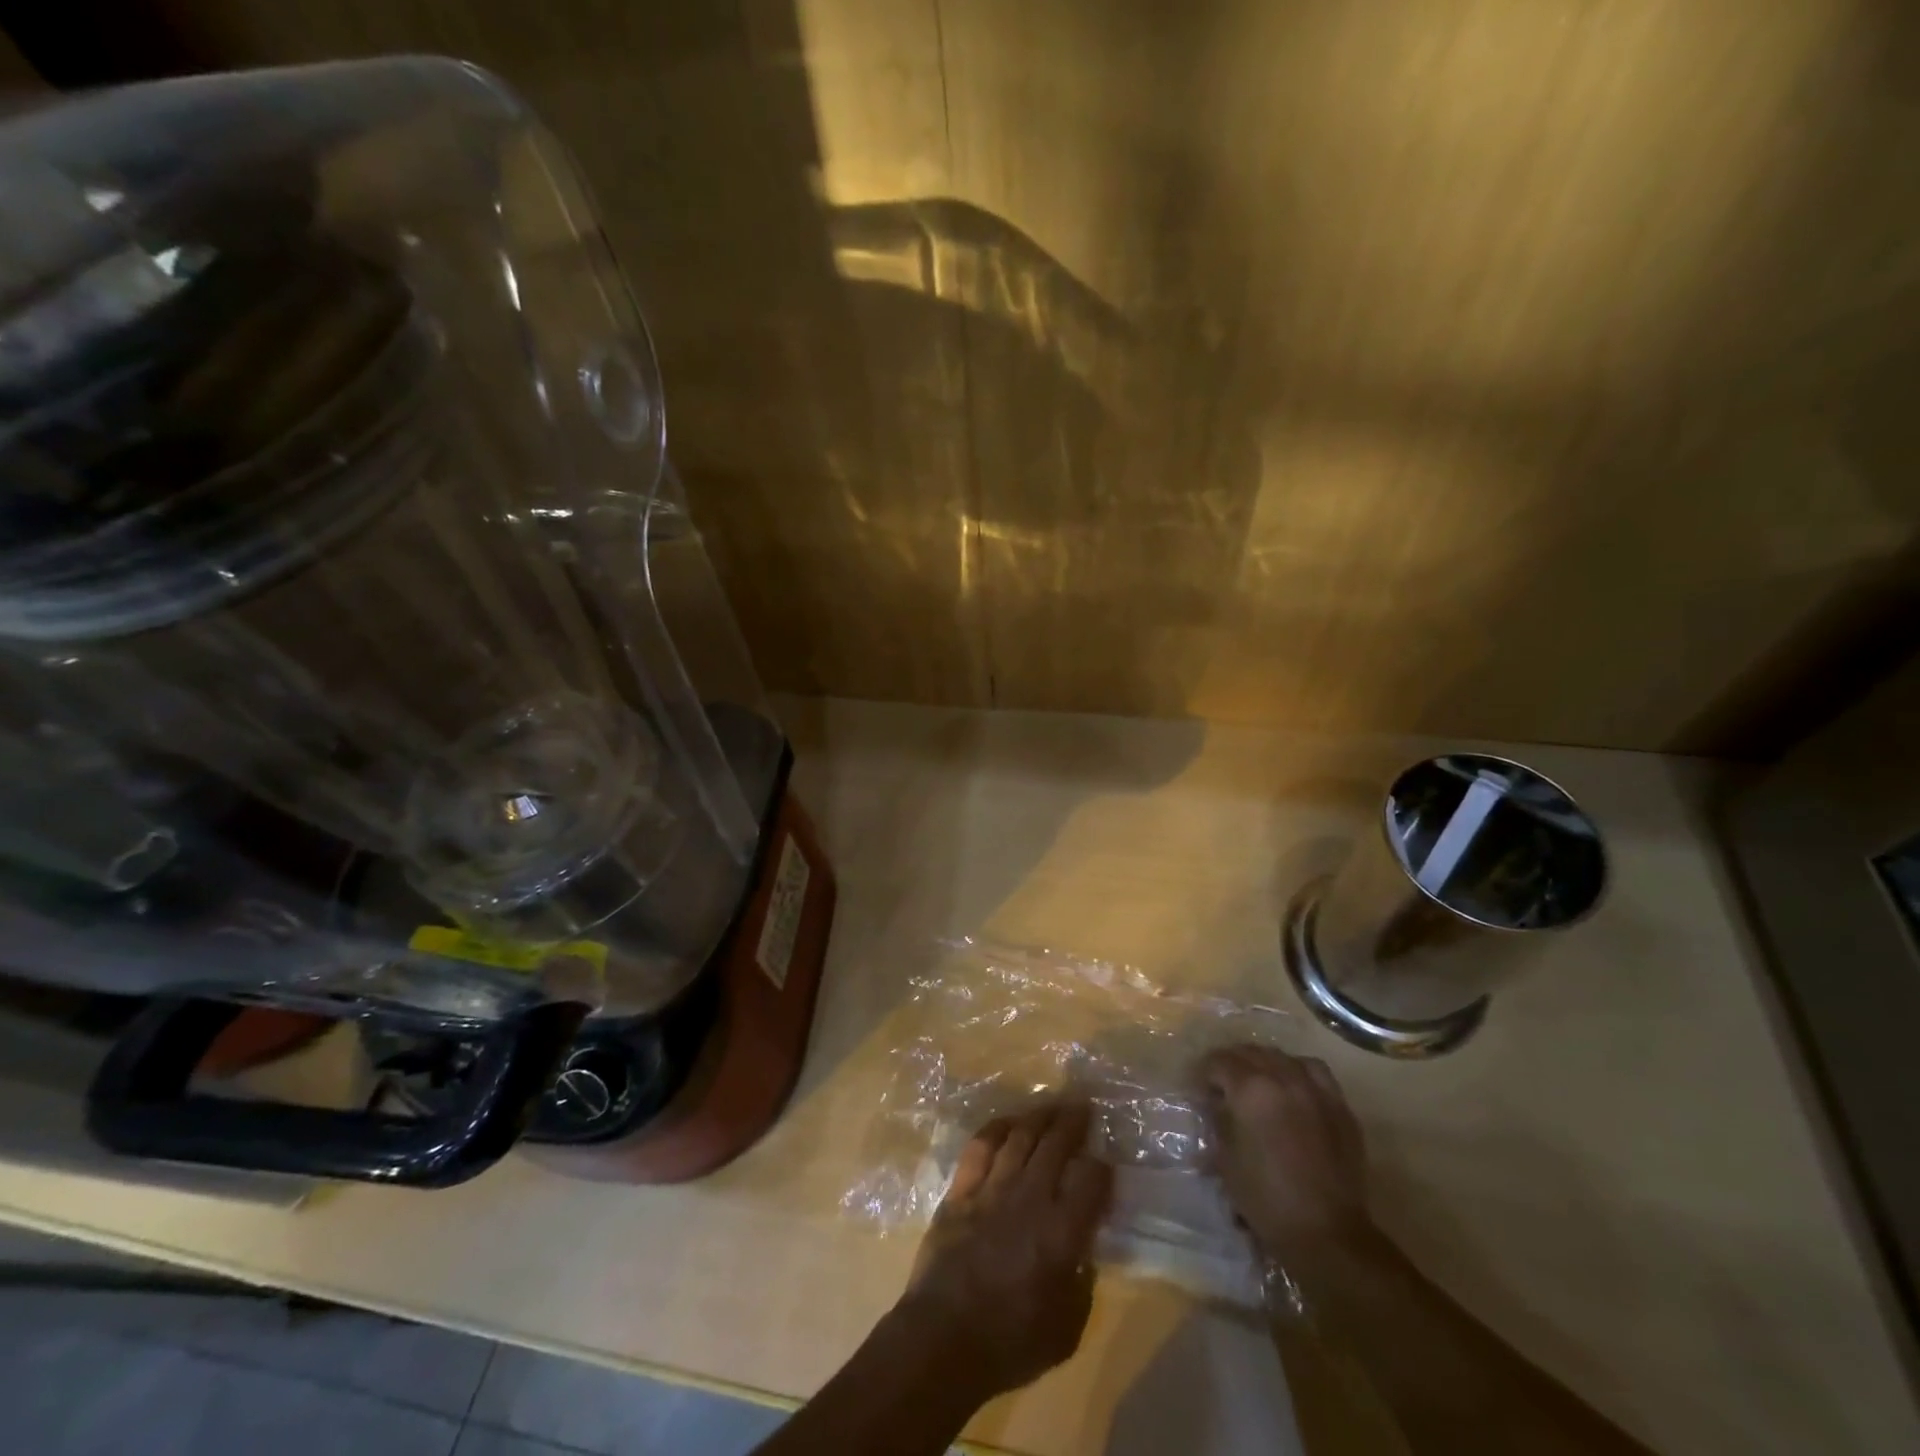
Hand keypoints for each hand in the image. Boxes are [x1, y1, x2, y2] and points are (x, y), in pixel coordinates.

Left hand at [893, 1103, 1112, 1401]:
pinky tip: (1007, 1123)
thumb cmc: (1010, 1343)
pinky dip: (997, 1128)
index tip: (1104, 1162)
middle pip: (1056, 1145)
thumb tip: (1083, 1253)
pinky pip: (981, 1145)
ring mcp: (993, 1187)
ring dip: (1038, 1117)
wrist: (943, 1338)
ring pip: (1020, 1136)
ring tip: (1051, 1105)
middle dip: (1072, 1121)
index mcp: (1061, 1232)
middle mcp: (1030, 1198)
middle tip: (1082, 1106)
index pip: (1091, 1180)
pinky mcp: (962, 1188)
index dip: (1102, 1167)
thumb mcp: (1066, 1329)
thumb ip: (1081, 1284)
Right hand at [1201, 1046, 1369, 1260]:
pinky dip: (1297, 1071)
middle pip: (1250, 1052)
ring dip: (1263, 1064)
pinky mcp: (1339, 1106)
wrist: (1328, 1233)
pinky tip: (1292, 1087)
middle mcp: (1283, 1078)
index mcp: (1250, 1090)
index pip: (1219, 1062)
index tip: (1198, 1090)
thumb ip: (1219, 1122)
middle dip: (1231, 1064)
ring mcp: (1315, 1089)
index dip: (1204, 1074)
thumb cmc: (1267, 1200)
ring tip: (1257, 1081)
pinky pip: (1314, 1071)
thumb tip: (1216, 1106)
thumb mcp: (1226, 1160)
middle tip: (1222, 1085)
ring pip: (1282, 1057)